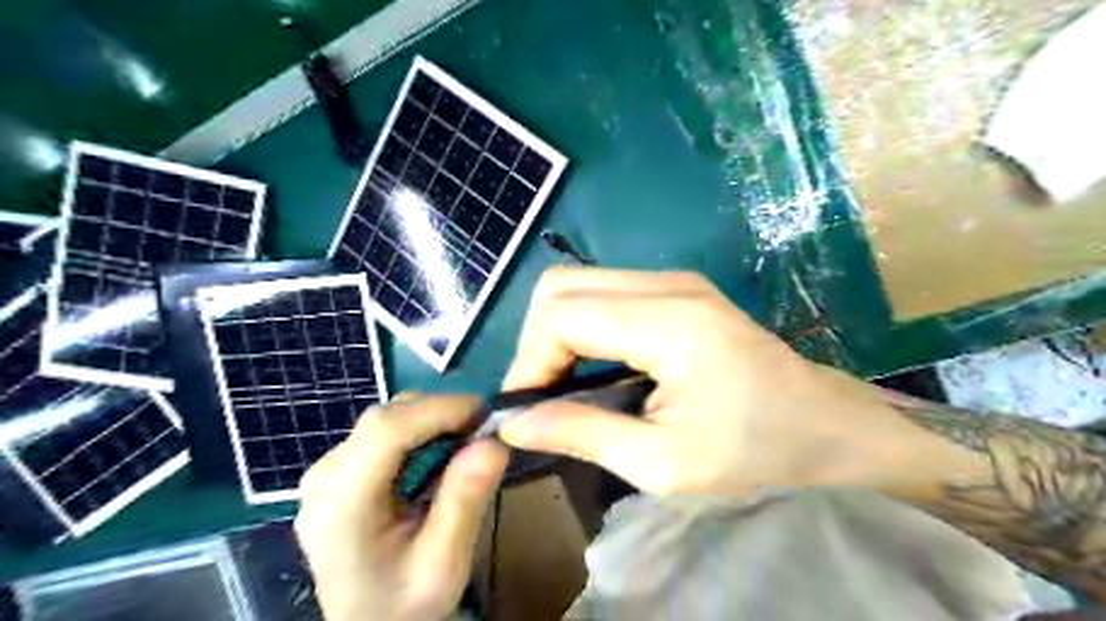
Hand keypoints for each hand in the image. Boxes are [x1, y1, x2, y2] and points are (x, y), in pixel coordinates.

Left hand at [296, 397, 507, 620]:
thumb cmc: (404, 605)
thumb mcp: (443, 565)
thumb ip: (464, 502)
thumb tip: (494, 442)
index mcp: (341, 506)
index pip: (386, 431)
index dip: (439, 410)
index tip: (486, 413)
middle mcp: (323, 479)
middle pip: (384, 419)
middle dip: (439, 413)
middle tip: (482, 429)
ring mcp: (325, 472)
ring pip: (384, 419)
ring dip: (430, 419)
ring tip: (466, 440)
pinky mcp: (337, 471)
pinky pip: (381, 433)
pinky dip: (418, 431)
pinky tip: (439, 452)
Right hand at [502, 269, 941, 496]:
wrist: (827, 423)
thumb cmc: (756, 450)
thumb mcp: (663, 463)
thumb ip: (583, 433)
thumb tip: (516, 423)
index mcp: (668, 322)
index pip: (562, 314)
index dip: (530, 360)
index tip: (528, 409)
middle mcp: (666, 284)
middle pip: (561, 286)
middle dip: (536, 341)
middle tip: (544, 396)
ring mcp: (674, 280)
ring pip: (579, 284)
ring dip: (557, 333)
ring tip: (564, 386)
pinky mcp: (677, 289)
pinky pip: (605, 293)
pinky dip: (583, 327)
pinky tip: (595, 367)